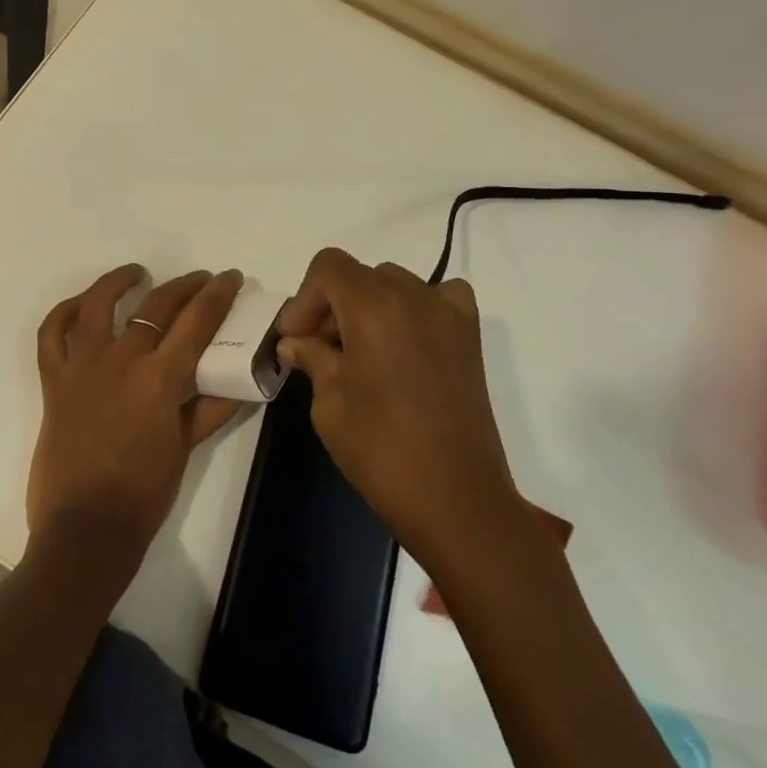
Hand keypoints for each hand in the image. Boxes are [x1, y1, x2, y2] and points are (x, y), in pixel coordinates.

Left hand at [28, 265, 247, 562]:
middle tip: (200, 280)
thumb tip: (244, 384)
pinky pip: (50, 335)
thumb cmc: (142, 495)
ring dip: (118, 281)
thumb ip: (211, 409)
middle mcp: (120, 360)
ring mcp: (82, 367)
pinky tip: (80, 305)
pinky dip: (62, 313)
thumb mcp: (184, 448)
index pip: (197, 321)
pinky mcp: (53, 381)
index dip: (217, 294)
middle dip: (184, 286)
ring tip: (137, 273)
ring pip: (96, 304)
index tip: (230, 277)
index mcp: (159, 379)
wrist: (85, 529)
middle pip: (155, 305)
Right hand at [275, 248, 535, 570]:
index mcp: (374, 306)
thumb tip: (296, 342)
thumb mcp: (329, 403)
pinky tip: (407, 342)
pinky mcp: (469, 338)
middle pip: (360, 275)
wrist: (457, 501)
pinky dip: (417, 308)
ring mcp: (448, 314)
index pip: (329, 266)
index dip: (305, 298)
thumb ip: (312, 358)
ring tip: (361, 351)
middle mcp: (414, 296)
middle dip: (332, 304)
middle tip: (320, 349)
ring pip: (395, 284)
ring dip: (370, 305)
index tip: (296, 339)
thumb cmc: (381, 450)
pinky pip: (439, 298)